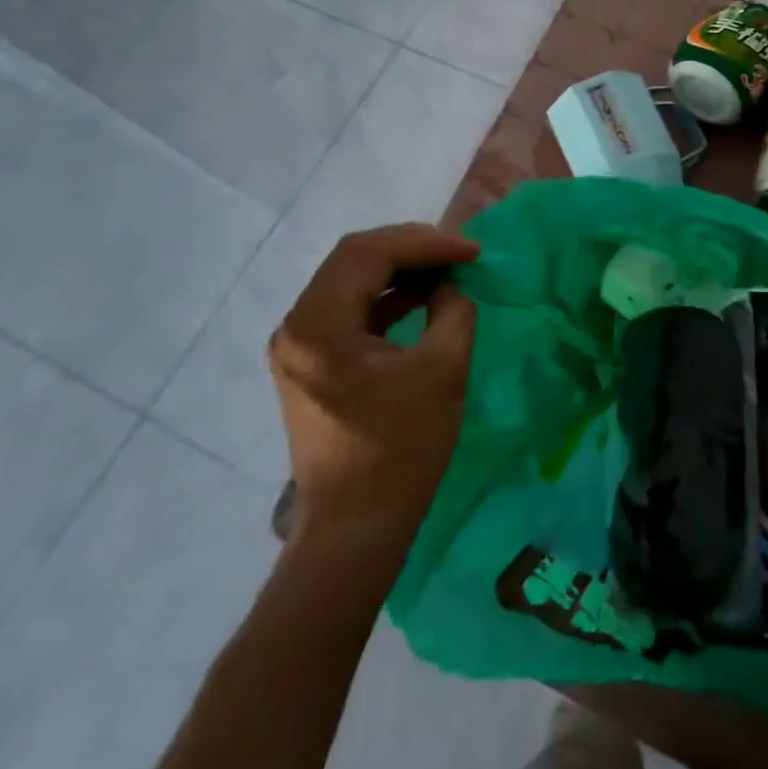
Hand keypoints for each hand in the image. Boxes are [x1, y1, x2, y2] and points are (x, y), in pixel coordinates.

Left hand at [268, 225, 479, 543]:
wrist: (356, 526)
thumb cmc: (401, 449)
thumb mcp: (442, 371)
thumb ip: (453, 312)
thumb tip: (450, 287)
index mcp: (319, 326)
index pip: (369, 254)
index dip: (425, 243)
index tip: (471, 250)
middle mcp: (296, 327)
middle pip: (353, 260)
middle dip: (411, 248)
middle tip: (459, 252)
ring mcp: (297, 347)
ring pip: (349, 281)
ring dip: (400, 269)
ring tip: (447, 268)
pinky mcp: (309, 365)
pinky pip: (348, 310)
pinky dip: (387, 297)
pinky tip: (422, 298)